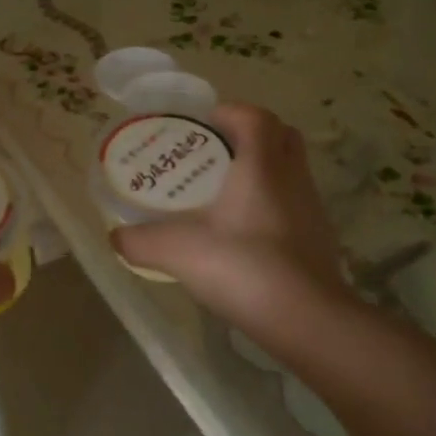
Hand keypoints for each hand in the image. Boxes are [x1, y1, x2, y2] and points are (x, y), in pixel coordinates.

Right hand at [111, 104, 360, 359]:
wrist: (309, 323)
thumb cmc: (244, 267)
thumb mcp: (177, 252)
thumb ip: (140, 241)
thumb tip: (115, 236)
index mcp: (262, 166)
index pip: (256, 117)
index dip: (230, 112)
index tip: (200, 126)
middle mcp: (292, 179)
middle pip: (281, 136)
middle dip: (248, 136)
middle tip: (212, 154)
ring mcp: (312, 210)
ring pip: (289, 171)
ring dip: (261, 171)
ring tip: (221, 193)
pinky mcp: (319, 240)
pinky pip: (293, 204)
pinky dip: (270, 205)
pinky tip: (242, 233)